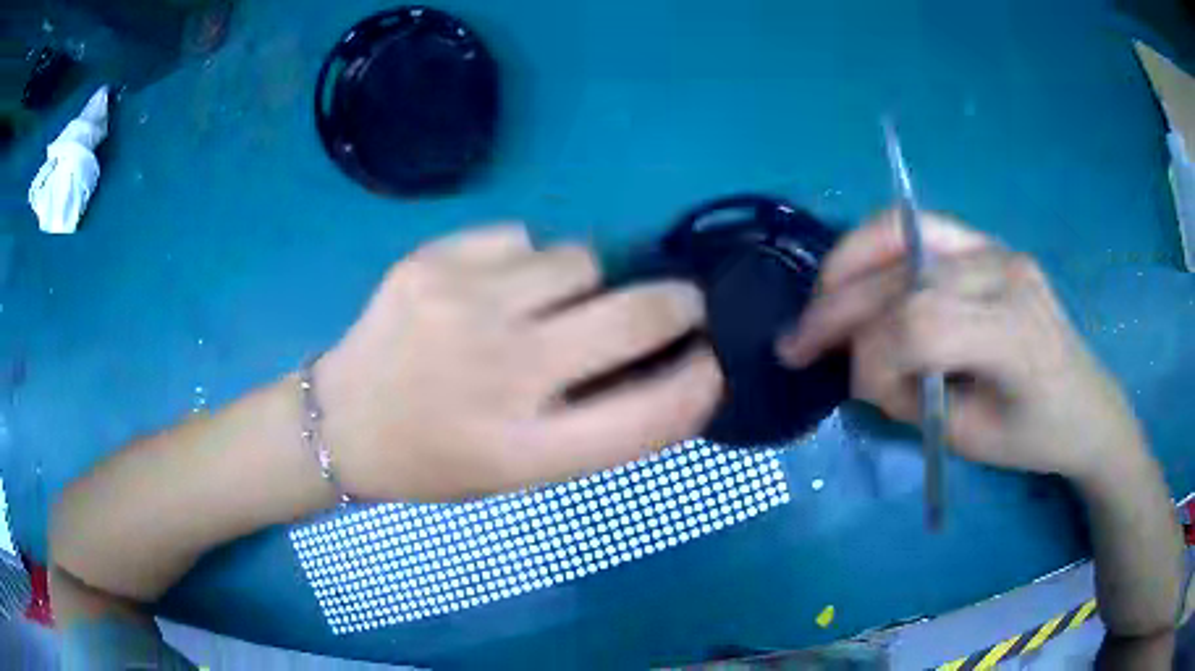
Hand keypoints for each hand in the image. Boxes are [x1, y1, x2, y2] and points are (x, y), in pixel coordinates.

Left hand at [316, 225, 722, 500]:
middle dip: (677, 303)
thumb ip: (598, 429)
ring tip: (551, 303)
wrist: (342, 422)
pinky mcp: (430, 262)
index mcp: (525, 450)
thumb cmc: (438, 460)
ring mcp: (462, 307)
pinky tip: (492, 288)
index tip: (717, 360)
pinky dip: (527, 259)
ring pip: (581, 258)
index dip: (701, 383)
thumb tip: (672, 368)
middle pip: (634, 316)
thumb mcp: (523, 473)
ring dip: (589, 281)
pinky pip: (522, 236)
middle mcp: (500, 374)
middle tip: (679, 303)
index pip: (650, 415)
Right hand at [776, 210, 1144, 483]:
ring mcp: (998, 248)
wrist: (1087, 404)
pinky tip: (857, 270)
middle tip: (794, 342)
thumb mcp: (970, 438)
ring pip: (904, 234)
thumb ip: (911, 396)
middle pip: (903, 277)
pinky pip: (922, 229)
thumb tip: (859, 364)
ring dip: (848, 263)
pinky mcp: (990, 243)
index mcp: (1015, 335)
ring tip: (819, 298)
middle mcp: (1006, 274)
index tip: (856, 389)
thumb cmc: (1035, 436)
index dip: (872, 358)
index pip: (921, 325)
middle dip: (837, 310)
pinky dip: (878, 246)